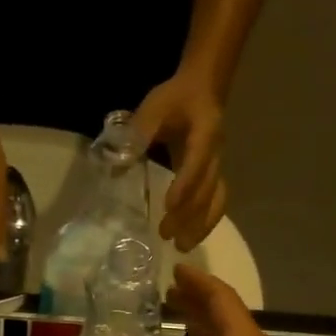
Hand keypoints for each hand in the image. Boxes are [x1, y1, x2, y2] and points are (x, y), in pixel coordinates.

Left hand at [133, 71, 226, 251]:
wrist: (203, 89)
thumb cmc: (176, 98)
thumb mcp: (154, 107)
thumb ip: (138, 131)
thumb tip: (118, 161)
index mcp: (204, 134)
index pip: (197, 162)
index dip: (185, 185)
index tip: (169, 206)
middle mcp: (216, 154)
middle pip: (208, 189)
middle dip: (189, 214)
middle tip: (166, 235)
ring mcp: (218, 166)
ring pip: (217, 199)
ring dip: (201, 225)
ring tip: (182, 246)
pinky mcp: (214, 176)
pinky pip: (216, 202)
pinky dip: (205, 222)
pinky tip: (191, 237)